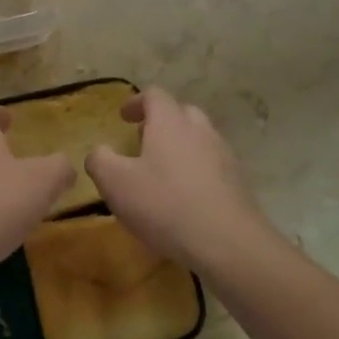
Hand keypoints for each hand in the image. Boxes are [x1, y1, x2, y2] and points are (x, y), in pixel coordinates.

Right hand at [86, 87, 269, 272]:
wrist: (228, 243)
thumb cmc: (165, 204)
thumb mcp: (115, 183)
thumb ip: (100, 160)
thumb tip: (99, 152)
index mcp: (170, 122)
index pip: (155, 95)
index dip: (136, 102)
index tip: (123, 117)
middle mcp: (200, 130)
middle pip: (181, 113)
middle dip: (161, 122)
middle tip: (143, 142)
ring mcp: (224, 156)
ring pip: (200, 139)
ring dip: (181, 147)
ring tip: (163, 173)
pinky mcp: (239, 183)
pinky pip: (213, 166)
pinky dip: (197, 172)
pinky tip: (186, 199)